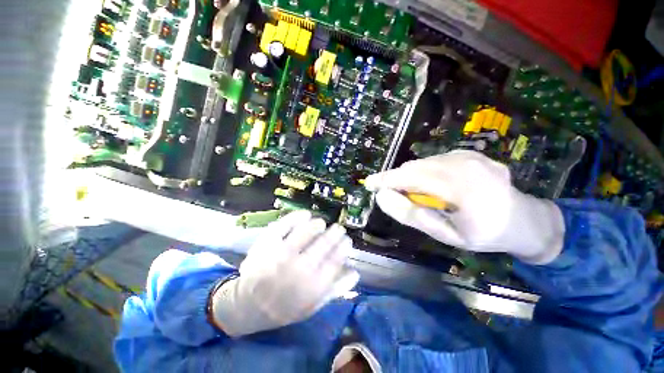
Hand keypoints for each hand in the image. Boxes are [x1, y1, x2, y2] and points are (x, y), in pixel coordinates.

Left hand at [212, 211, 358, 336]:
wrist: (249, 306)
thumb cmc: (285, 307)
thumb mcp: (314, 305)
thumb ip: (336, 289)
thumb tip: (355, 271)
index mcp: (313, 285)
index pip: (336, 258)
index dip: (344, 245)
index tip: (346, 240)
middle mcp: (299, 268)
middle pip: (325, 242)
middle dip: (336, 232)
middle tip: (338, 229)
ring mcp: (281, 253)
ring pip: (308, 230)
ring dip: (318, 224)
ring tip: (321, 224)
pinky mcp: (267, 243)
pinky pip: (285, 223)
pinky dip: (298, 216)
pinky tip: (305, 215)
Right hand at [365, 150, 564, 263]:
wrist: (525, 220)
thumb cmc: (486, 234)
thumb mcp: (446, 235)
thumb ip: (412, 215)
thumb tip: (383, 197)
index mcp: (464, 188)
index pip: (412, 177)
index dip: (386, 179)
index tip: (369, 183)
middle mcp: (467, 164)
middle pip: (415, 167)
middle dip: (397, 179)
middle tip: (390, 194)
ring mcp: (470, 155)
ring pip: (423, 162)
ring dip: (410, 176)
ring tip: (412, 194)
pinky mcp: (469, 153)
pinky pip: (435, 160)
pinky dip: (424, 172)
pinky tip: (432, 186)